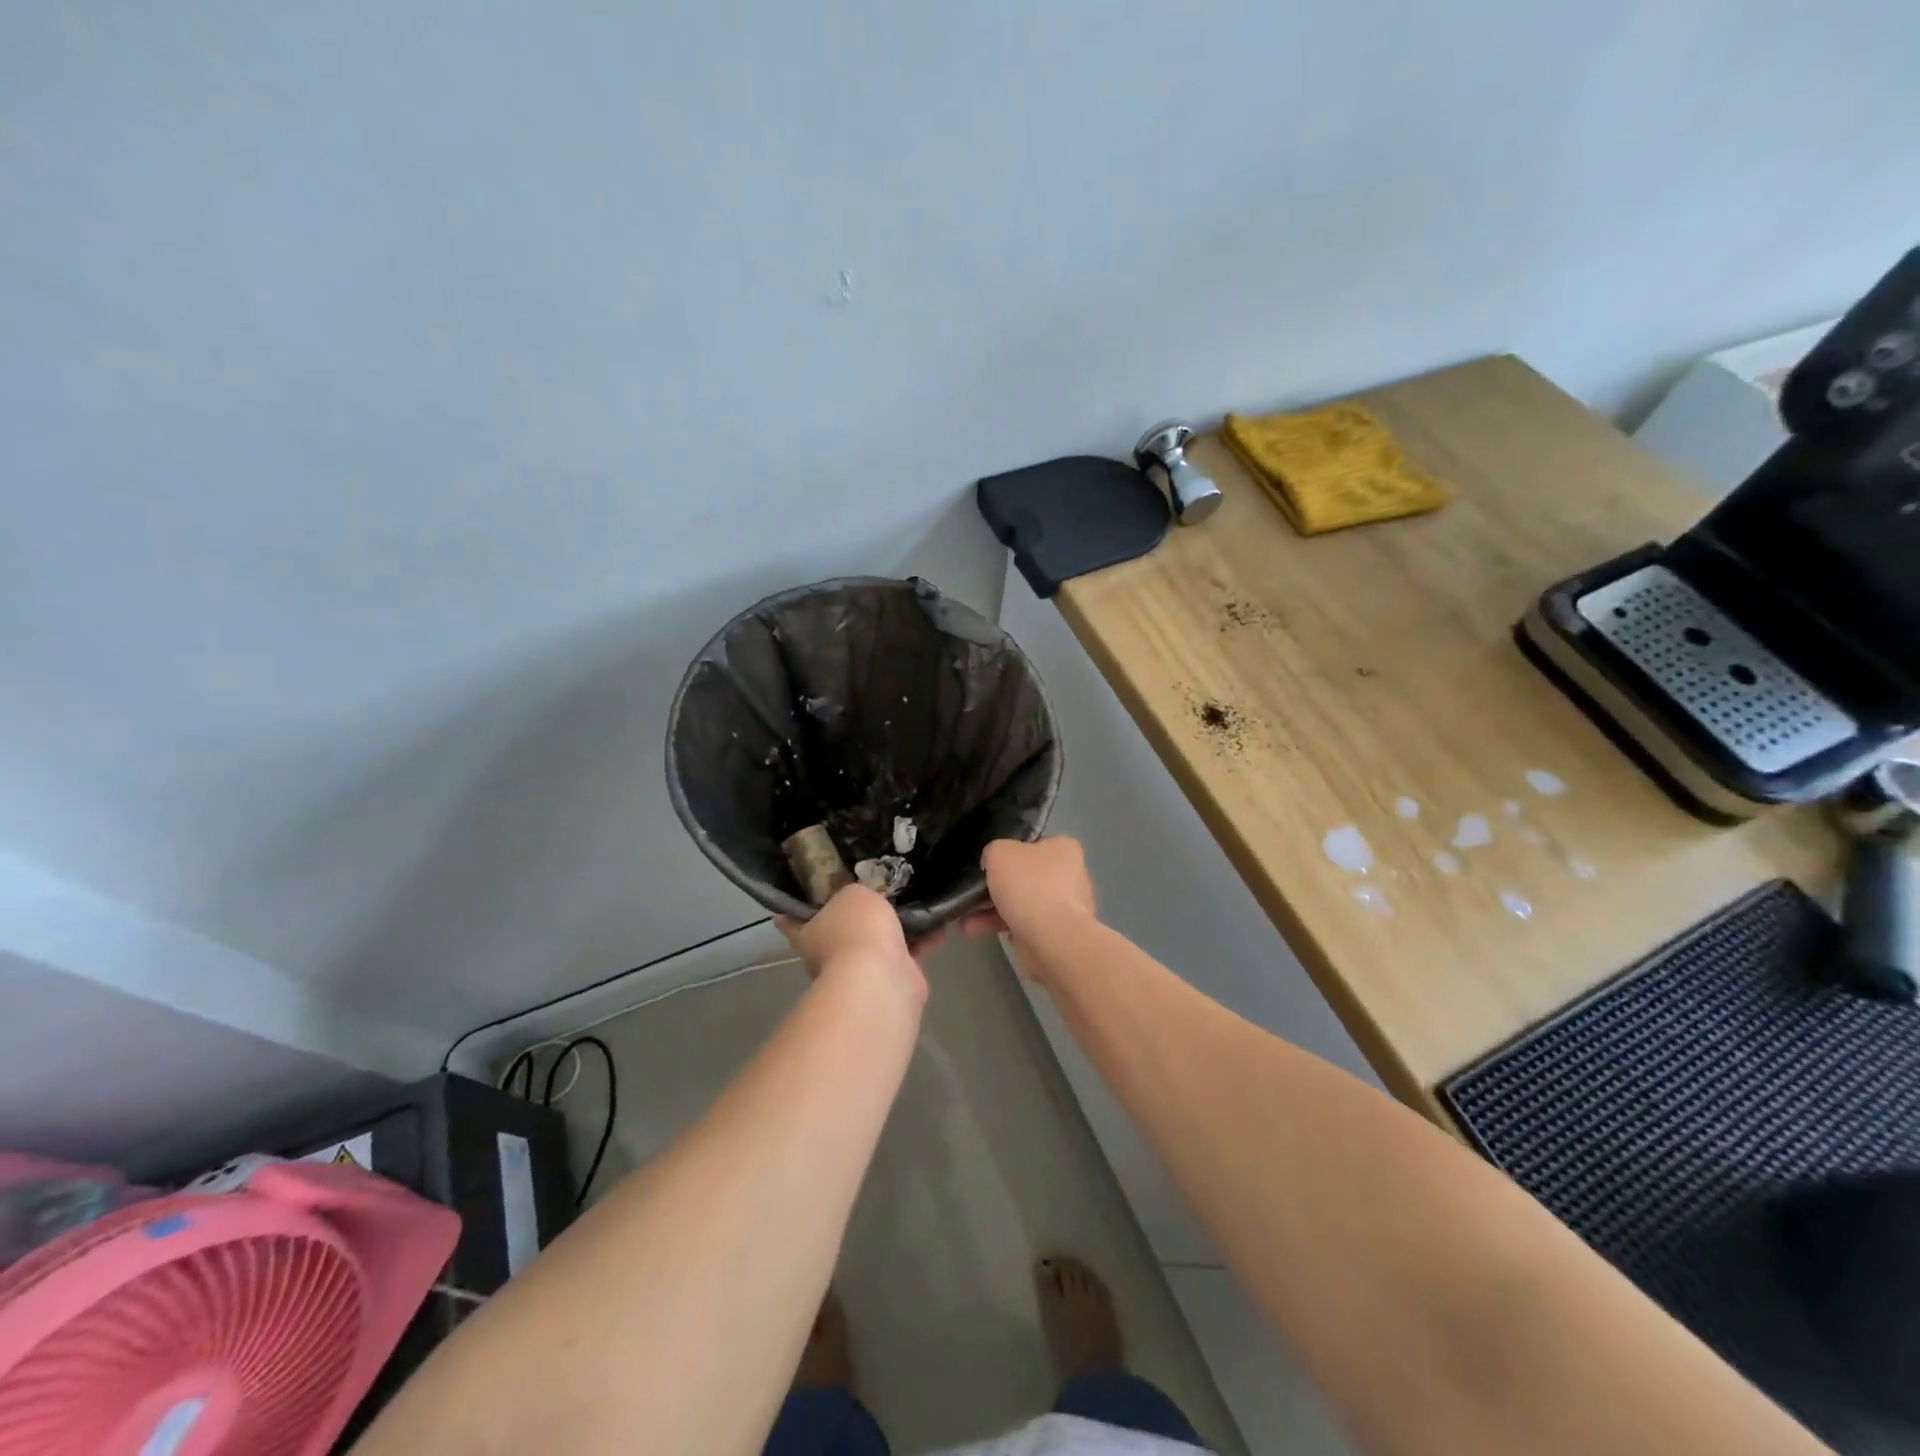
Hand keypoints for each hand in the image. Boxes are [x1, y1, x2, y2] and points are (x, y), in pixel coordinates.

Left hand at [777, 885, 926, 1000]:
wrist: (881, 981)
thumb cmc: (856, 931)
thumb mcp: (854, 894)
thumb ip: (858, 892)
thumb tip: (865, 899)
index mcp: (809, 932)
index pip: (793, 917)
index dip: (796, 904)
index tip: (804, 886)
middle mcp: (831, 953)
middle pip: (843, 927)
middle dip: (860, 911)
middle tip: (880, 883)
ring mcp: (862, 971)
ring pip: (880, 940)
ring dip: (897, 925)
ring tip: (917, 896)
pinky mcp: (894, 980)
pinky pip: (910, 952)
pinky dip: (924, 938)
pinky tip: (939, 919)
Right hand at [962, 838, 1097, 964]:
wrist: (1052, 939)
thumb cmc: (1029, 885)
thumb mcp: (1000, 852)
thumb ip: (993, 851)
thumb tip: (993, 863)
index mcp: (1063, 848)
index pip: (1032, 844)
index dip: (1008, 850)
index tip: (988, 862)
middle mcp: (1069, 875)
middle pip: (1024, 875)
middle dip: (996, 885)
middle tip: (973, 891)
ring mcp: (1064, 907)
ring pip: (1020, 902)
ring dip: (991, 909)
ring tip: (965, 916)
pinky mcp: (1055, 934)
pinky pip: (1021, 924)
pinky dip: (999, 926)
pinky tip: (974, 930)